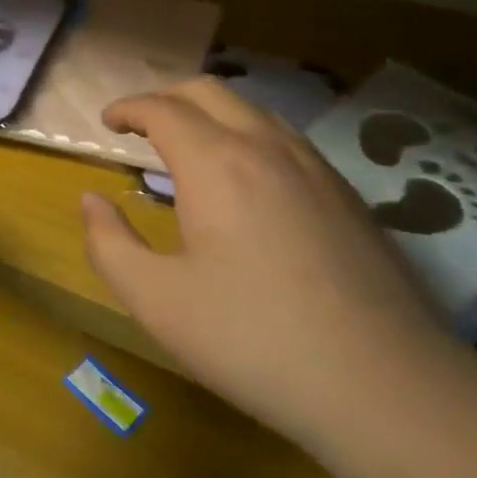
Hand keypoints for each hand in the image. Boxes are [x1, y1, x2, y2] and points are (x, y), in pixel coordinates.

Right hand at [81, 78, 453, 452]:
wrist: (385, 385)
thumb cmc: (253, 340)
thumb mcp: (157, 301)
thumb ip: (110, 244)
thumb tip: (91, 200)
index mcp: (215, 163)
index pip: (162, 109)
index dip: (128, 107)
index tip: (108, 121)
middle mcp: (266, 147)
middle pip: (209, 92)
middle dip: (167, 97)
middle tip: (141, 124)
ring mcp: (315, 167)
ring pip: (254, 109)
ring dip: (211, 112)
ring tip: (190, 145)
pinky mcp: (348, 194)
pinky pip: (287, 138)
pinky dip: (249, 134)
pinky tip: (248, 179)